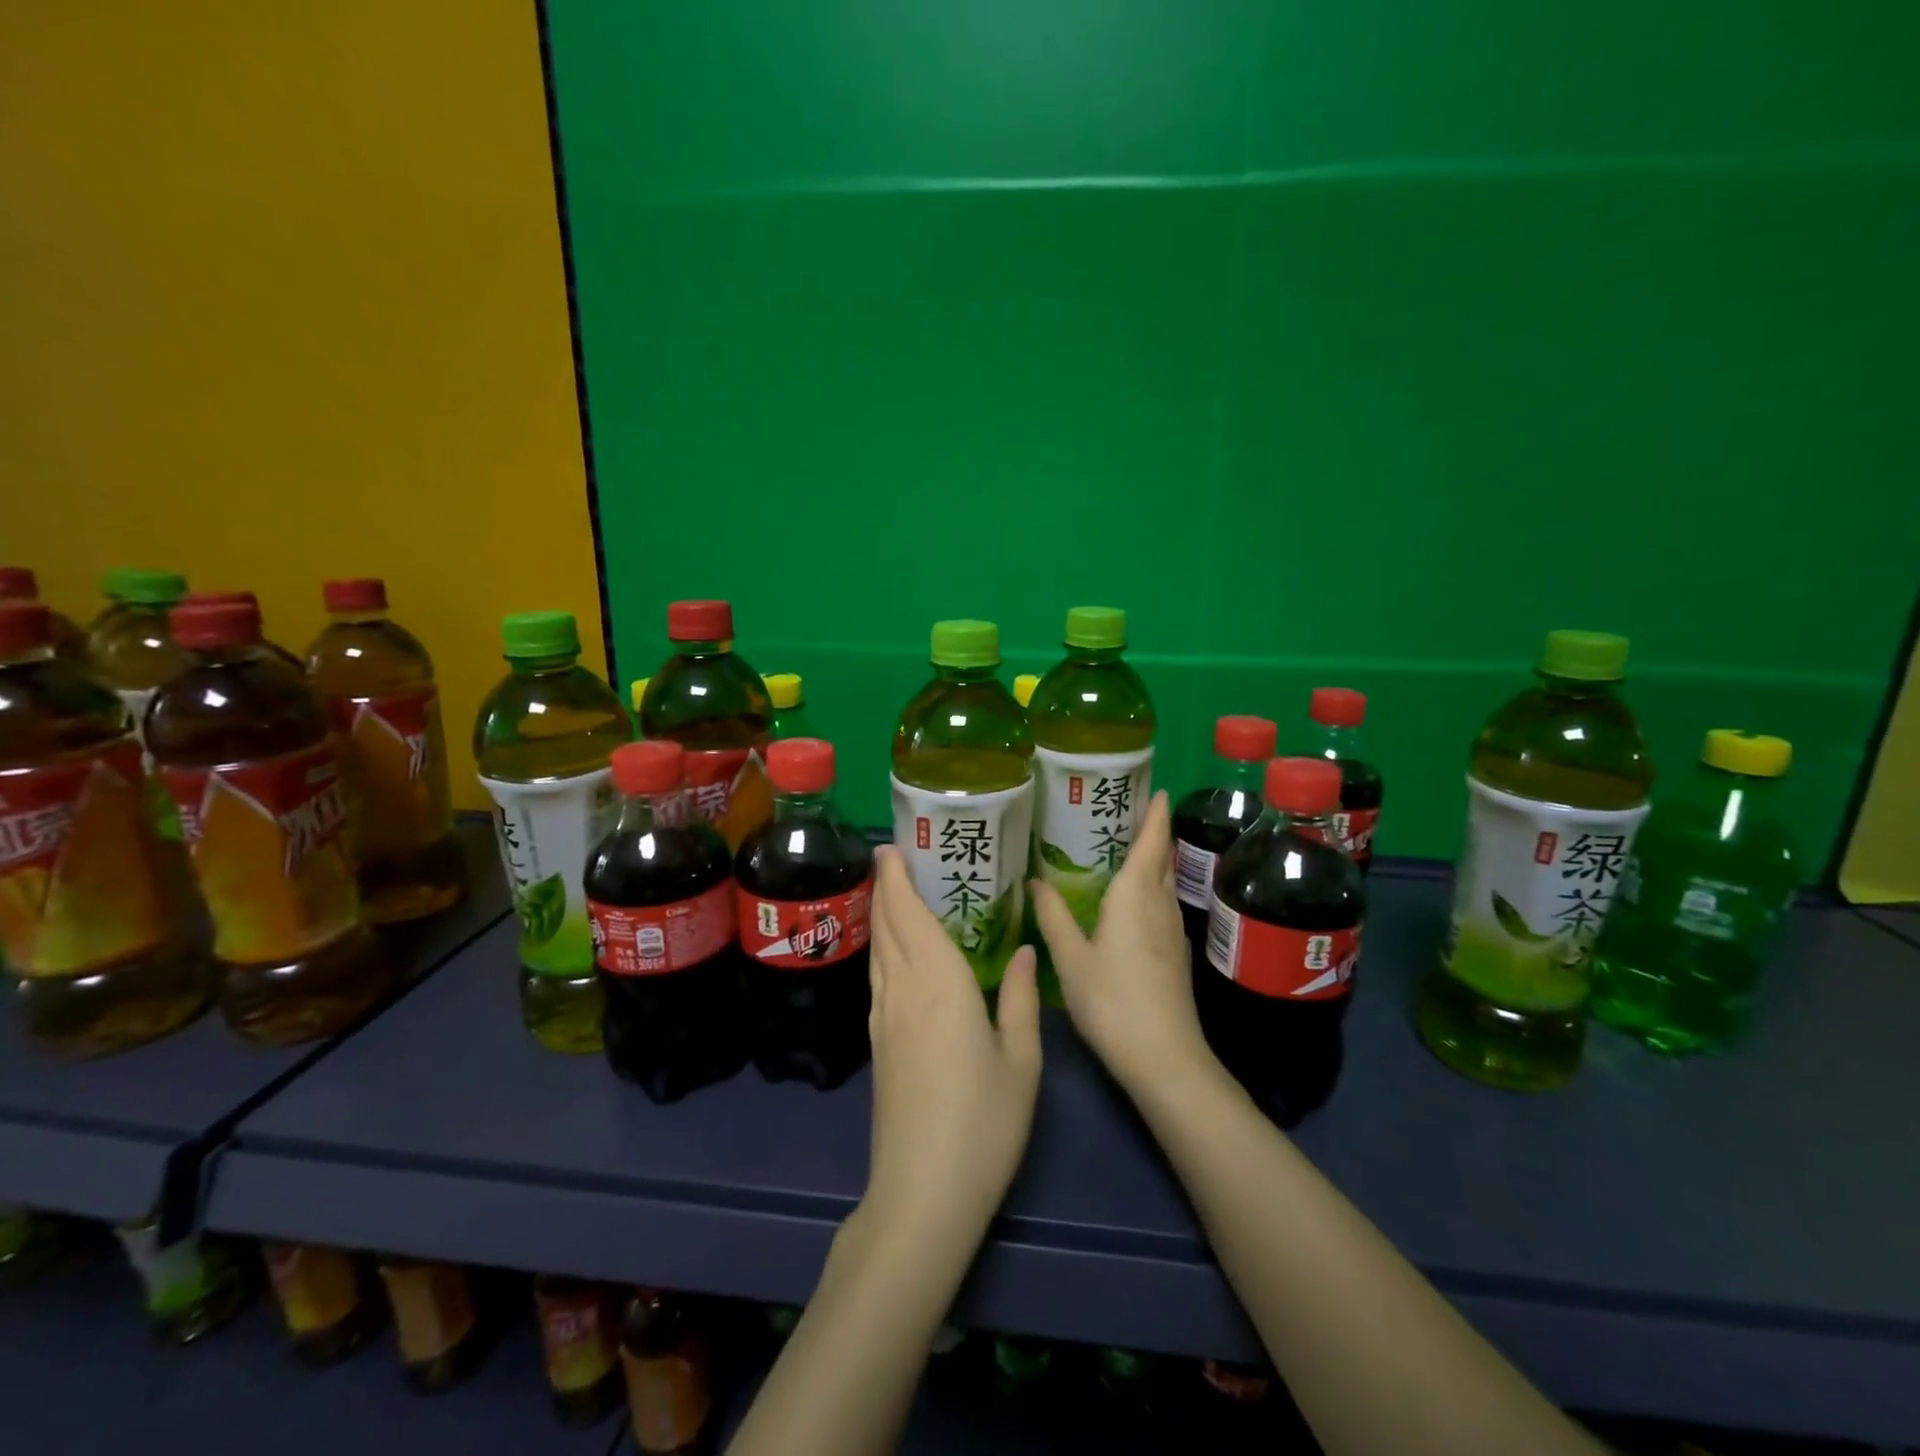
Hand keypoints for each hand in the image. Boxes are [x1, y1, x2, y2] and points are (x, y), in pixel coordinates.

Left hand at [861, 846, 1042, 1256]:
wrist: (922, 1193)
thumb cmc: (983, 1123)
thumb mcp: (1021, 1060)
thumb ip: (1021, 998)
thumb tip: (1026, 952)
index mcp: (939, 983)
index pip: (908, 915)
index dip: (896, 879)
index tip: (890, 847)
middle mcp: (903, 990)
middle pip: (886, 926)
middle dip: (885, 887)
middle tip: (893, 857)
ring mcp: (884, 1019)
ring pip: (877, 951)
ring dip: (881, 915)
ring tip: (893, 893)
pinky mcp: (878, 1044)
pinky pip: (878, 977)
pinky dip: (883, 948)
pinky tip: (895, 953)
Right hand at [1031, 791, 1212, 1092]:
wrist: (1164, 1058)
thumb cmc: (1112, 1001)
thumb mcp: (1071, 958)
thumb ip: (1053, 916)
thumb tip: (1036, 880)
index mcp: (1135, 895)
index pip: (1152, 842)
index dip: (1156, 814)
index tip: (1157, 788)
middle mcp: (1159, 904)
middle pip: (1163, 858)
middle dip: (1154, 832)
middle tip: (1127, 810)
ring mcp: (1172, 930)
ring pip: (1165, 882)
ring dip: (1154, 860)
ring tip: (1125, 847)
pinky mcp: (1175, 954)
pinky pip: (1163, 904)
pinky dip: (1151, 888)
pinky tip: (1130, 900)